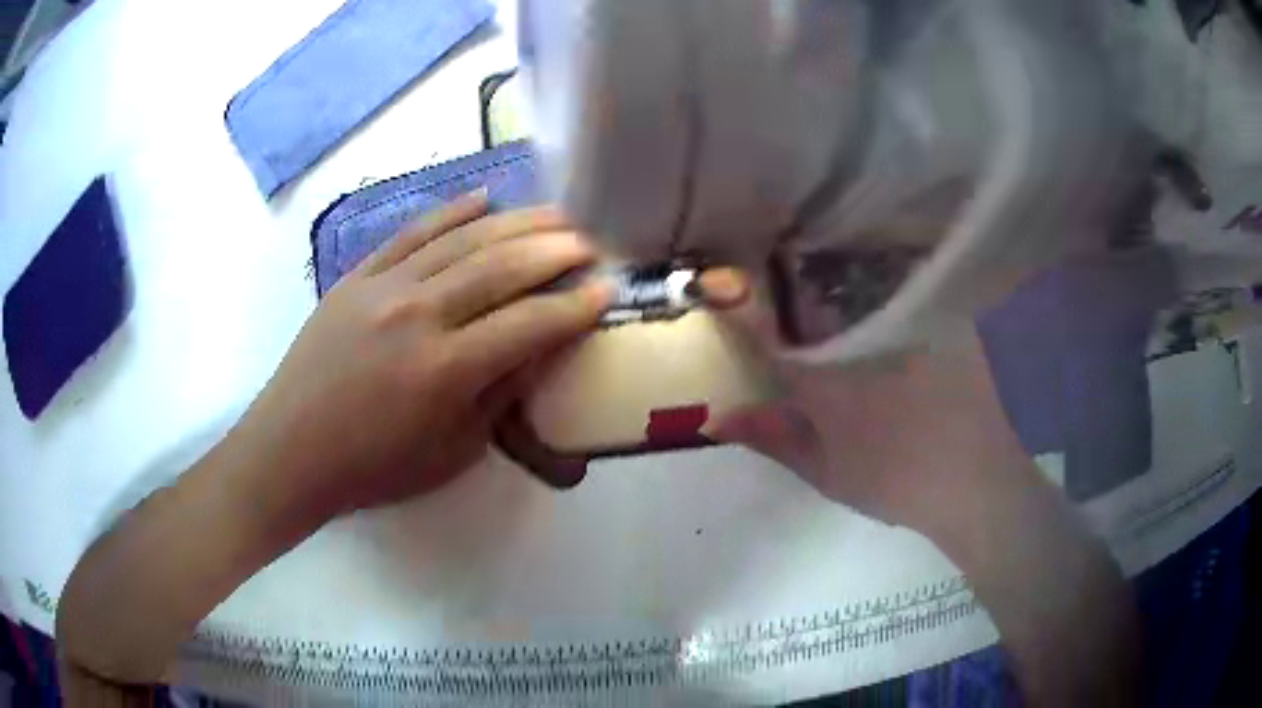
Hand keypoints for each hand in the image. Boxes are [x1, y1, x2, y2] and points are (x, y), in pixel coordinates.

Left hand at [235, 192, 609, 524]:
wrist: (291, 450)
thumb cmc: (373, 467)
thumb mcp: (451, 452)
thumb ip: (498, 396)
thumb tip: (538, 351)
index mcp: (445, 370)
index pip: (529, 324)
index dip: (575, 307)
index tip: (607, 290)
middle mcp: (419, 314)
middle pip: (501, 267)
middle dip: (556, 251)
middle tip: (590, 242)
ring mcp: (384, 286)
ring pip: (463, 239)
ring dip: (516, 223)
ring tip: (555, 215)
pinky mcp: (358, 275)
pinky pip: (412, 232)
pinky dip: (451, 211)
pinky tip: (484, 199)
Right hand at [707, 271, 1027, 533]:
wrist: (976, 485)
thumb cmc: (897, 484)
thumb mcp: (826, 471)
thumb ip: (772, 439)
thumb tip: (716, 416)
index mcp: (831, 383)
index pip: (771, 338)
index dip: (743, 315)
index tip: (725, 296)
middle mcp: (867, 340)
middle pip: (814, 293)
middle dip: (787, 278)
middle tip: (774, 271)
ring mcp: (910, 324)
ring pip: (861, 277)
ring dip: (834, 270)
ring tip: (820, 268)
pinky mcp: (944, 317)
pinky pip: (903, 281)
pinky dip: (881, 273)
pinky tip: (876, 282)